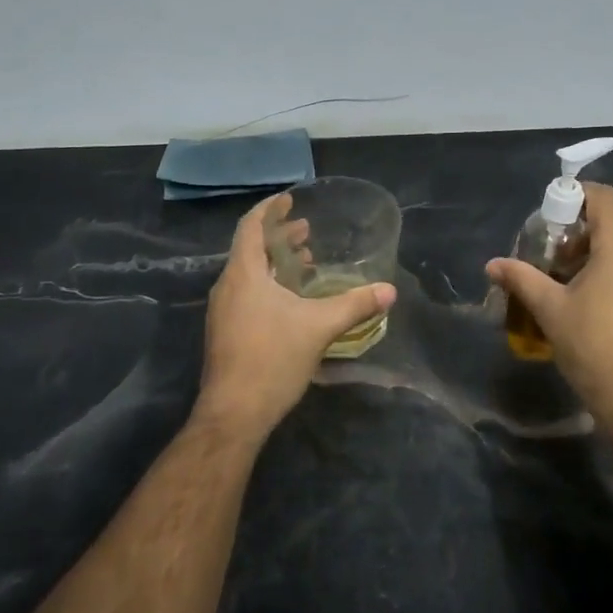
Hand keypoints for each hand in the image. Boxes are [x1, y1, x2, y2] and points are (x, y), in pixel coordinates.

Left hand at [197, 193, 396, 439]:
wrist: (234, 413)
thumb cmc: (272, 359)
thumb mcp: (319, 327)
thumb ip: (354, 305)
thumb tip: (389, 291)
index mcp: (244, 274)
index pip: (251, 227)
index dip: (269, 210)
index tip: (289, 199)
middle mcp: (228, 286)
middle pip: (251, 249)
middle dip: (279, 237)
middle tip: (307, 231)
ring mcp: (223, 311)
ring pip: (249, 274)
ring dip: (275, 264)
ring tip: (305, 262)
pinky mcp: (226, 332)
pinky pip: (247, 294)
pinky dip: (269, 285)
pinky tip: (292, 301)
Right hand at [486, 182, 612, 425]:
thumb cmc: (593, 346)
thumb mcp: (550, 310)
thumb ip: (521, 279)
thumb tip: (492, 264)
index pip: (604, 198)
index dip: (576, 196)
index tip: (551, 216)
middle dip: (581, 232)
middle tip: (552, 258)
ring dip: (598, 256)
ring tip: (570, 284)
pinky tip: (596, 308)